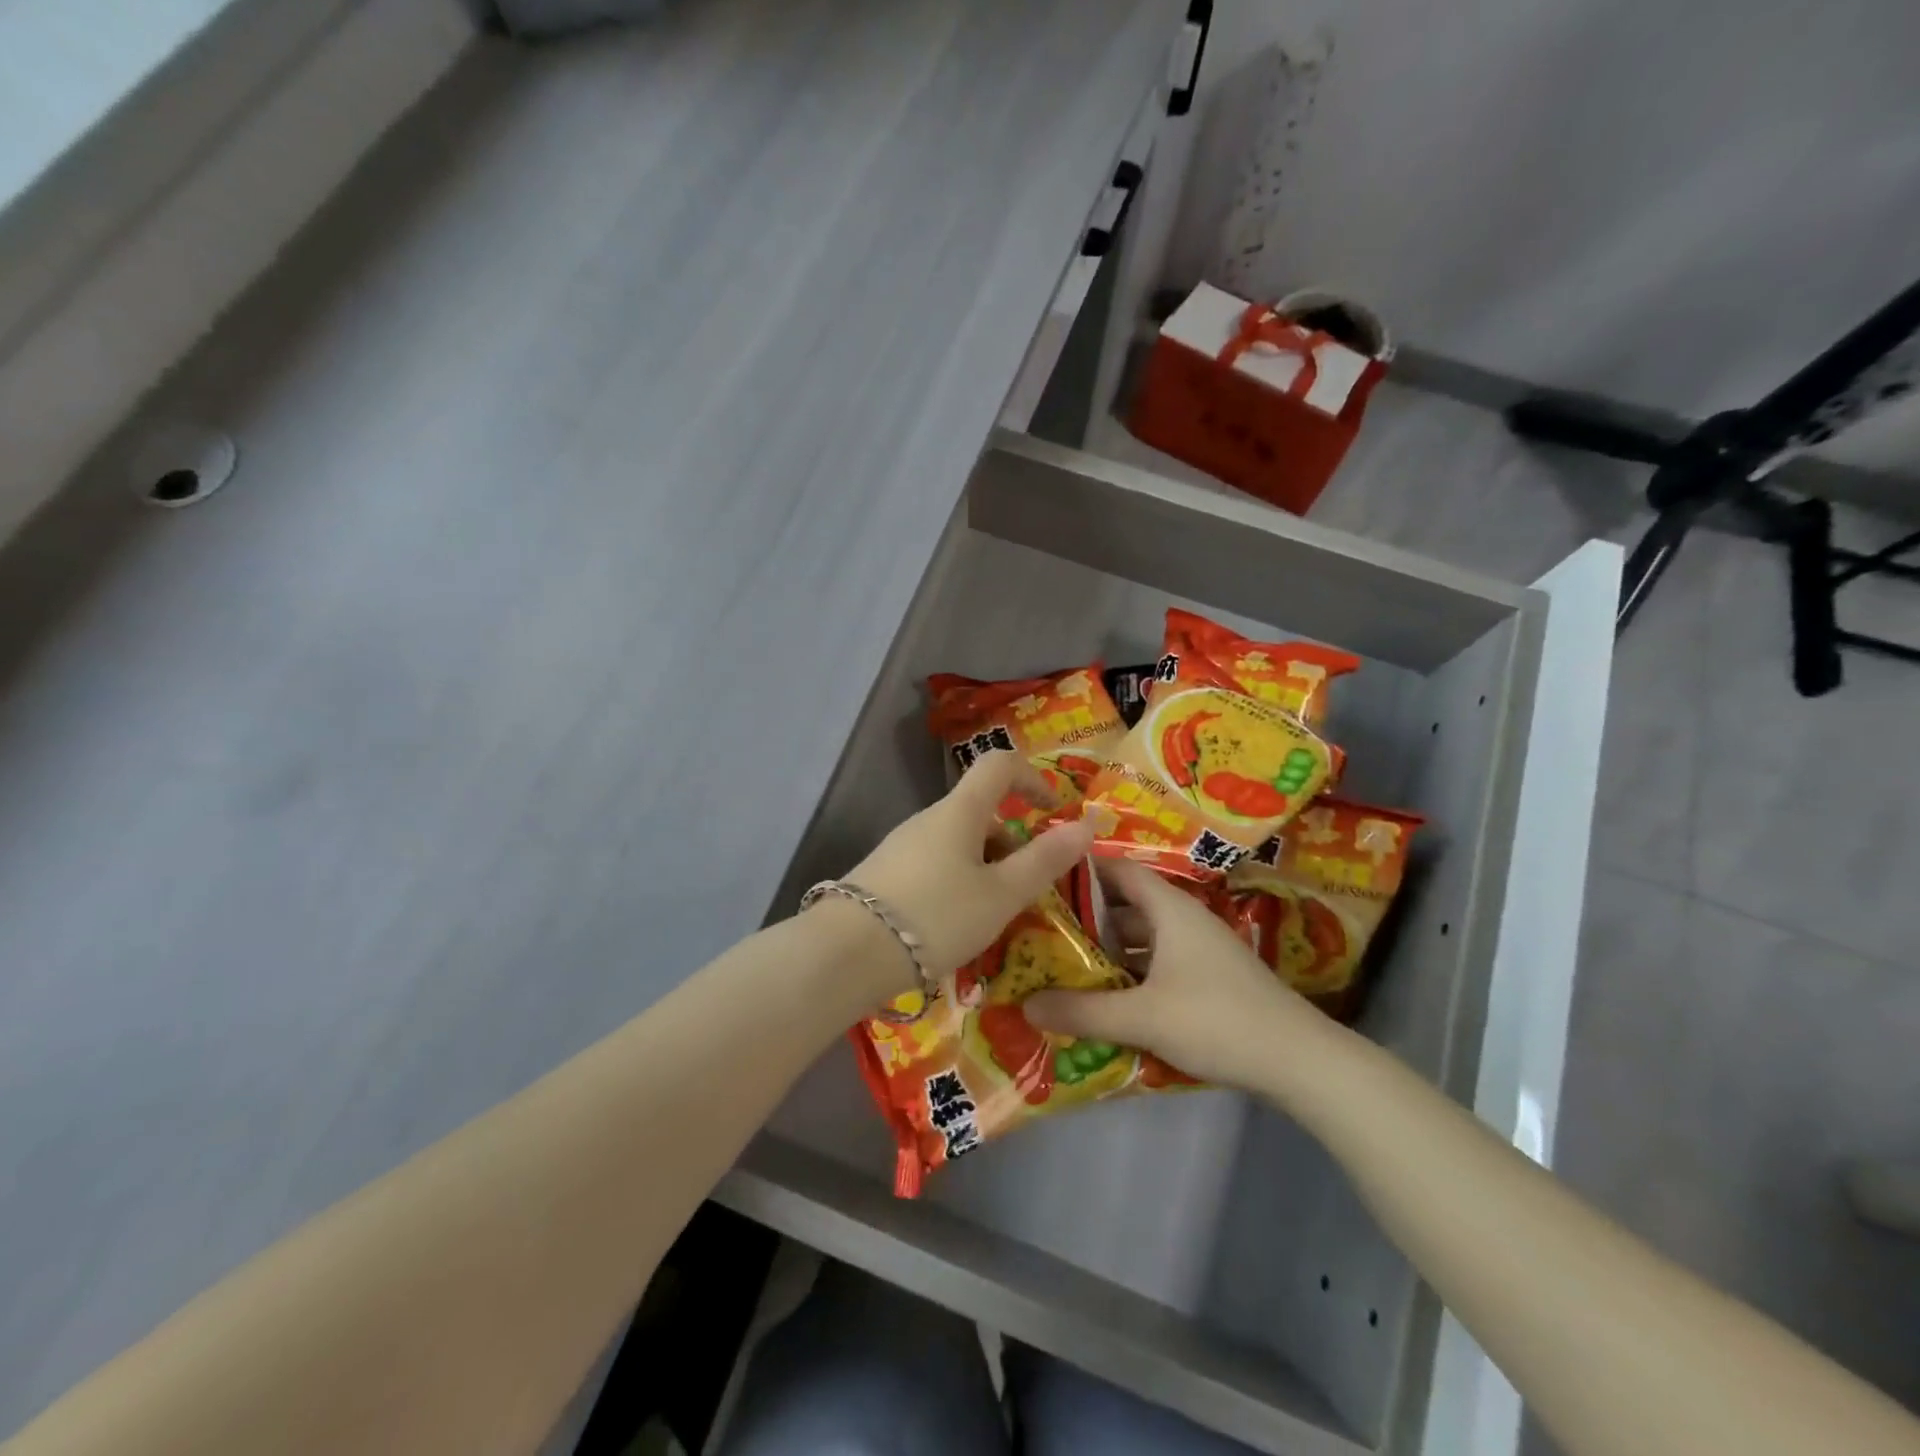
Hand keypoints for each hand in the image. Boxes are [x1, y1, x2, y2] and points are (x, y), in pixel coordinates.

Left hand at [837, 754, 1096, 991]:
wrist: (846, 954)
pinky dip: (960, 883)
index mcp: (959, 811)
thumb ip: (1044, 860)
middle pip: (982, 812)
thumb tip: (1086, 824)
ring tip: (996, 917)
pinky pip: (937, 865)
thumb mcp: (1001, 894)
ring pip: (959, 843)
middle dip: (1013, 843)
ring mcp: (902, 846)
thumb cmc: (935, 916)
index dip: (1034, 777)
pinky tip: (958, 925)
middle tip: (1029, 890)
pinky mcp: (886, 874)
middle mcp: (928, 819)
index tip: (1054, 812)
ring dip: (988, 868)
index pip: (999, 765)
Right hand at [1023, 860, 1334, 1091]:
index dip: (1081, 870)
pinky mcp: (1207, 979)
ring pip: (1141, 937)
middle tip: (1040, 929)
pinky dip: (1130, 972)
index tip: (1041, 880)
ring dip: (1107, 949)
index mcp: (1169, 908)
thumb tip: (1026, 1004)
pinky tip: (1106, 997)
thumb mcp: (1143, 1016)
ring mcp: (1198, 949)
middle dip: (1085, 917)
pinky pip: (1156, 963)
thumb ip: (1083, 1011)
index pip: (1117, 869)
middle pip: (1125, 905)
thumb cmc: (1216, 1020)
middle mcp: (1183, 919)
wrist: (1298, 1060)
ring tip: (1062, 962)